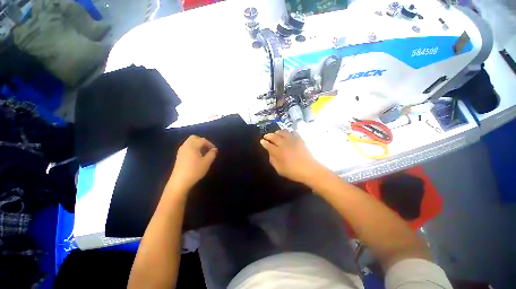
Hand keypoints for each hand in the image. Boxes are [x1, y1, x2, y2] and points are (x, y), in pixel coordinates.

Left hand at [167, 135, 217, 193]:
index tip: (214, 150)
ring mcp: (181, 150)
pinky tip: (196, 156)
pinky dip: (193, 147)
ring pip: (190, 142)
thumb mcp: (206, 162)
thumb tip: (214, 149)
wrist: (180, 181)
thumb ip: (212, 154)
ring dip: (197, 144)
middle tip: (207, 148)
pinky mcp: (179, 155)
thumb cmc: (195, 171)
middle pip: (194, 138)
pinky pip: (187, 146)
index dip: (210, 144)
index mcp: (192, 146)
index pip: (203, 140)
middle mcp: (185, 145)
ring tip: (203, 153)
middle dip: (202, 141)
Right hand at [260, 130, 324, 183]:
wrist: (309, 170)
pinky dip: (289, 132)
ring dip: (277, 132)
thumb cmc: (293, 172)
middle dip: (268, 135)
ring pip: (283, 132)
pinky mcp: (300, 139)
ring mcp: (293, 140)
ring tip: (276, 134)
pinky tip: (288, 135)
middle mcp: (284, 144)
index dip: (264, 142)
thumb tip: (270, 152)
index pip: (268, 145)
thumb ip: (273, 160)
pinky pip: (293, 132)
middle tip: (266, 136)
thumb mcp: (279, 170)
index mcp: (278, 152)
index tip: (262, 141)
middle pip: (274, 136)